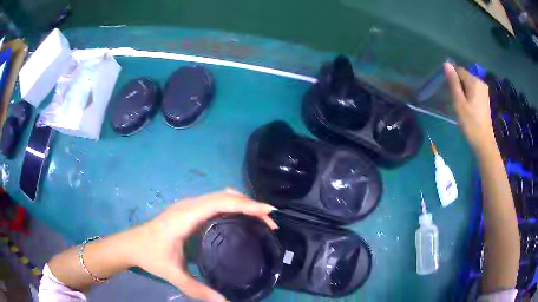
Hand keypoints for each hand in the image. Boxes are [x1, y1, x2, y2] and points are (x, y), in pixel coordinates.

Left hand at [129, 189, 276, 301]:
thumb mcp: (173, 274)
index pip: (221, 202)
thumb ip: (197, 289)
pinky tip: (239, 218)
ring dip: (242, 203)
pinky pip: (215, 201)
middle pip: (224, 195)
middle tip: (270, 221)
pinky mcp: (189, 210)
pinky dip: (232, 205)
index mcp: (186, 216)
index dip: (246, 204)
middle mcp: (189, 205)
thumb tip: (224, 301)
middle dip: (250, 204)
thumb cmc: (151, 256)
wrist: (132, 244)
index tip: (269, 212)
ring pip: (220, 195)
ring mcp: (188, 206)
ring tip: (260, 219)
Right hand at [444, 62, 495, 150]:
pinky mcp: (485, 98)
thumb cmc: (470, 123)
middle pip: (464, 77)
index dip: (452, 79)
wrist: (484, 142)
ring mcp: (484, 91)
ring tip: (461, 106)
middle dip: (458, 85)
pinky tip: (467, 108)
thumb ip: (453, 82)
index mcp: (474, 81)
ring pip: (468, 84)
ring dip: (462, 91)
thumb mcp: (459, 102)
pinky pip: (473, 90)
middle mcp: (480, 82)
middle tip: (455, 101)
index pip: (459, 70)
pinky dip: (468, 95)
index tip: (449, 92)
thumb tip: (446, 64)